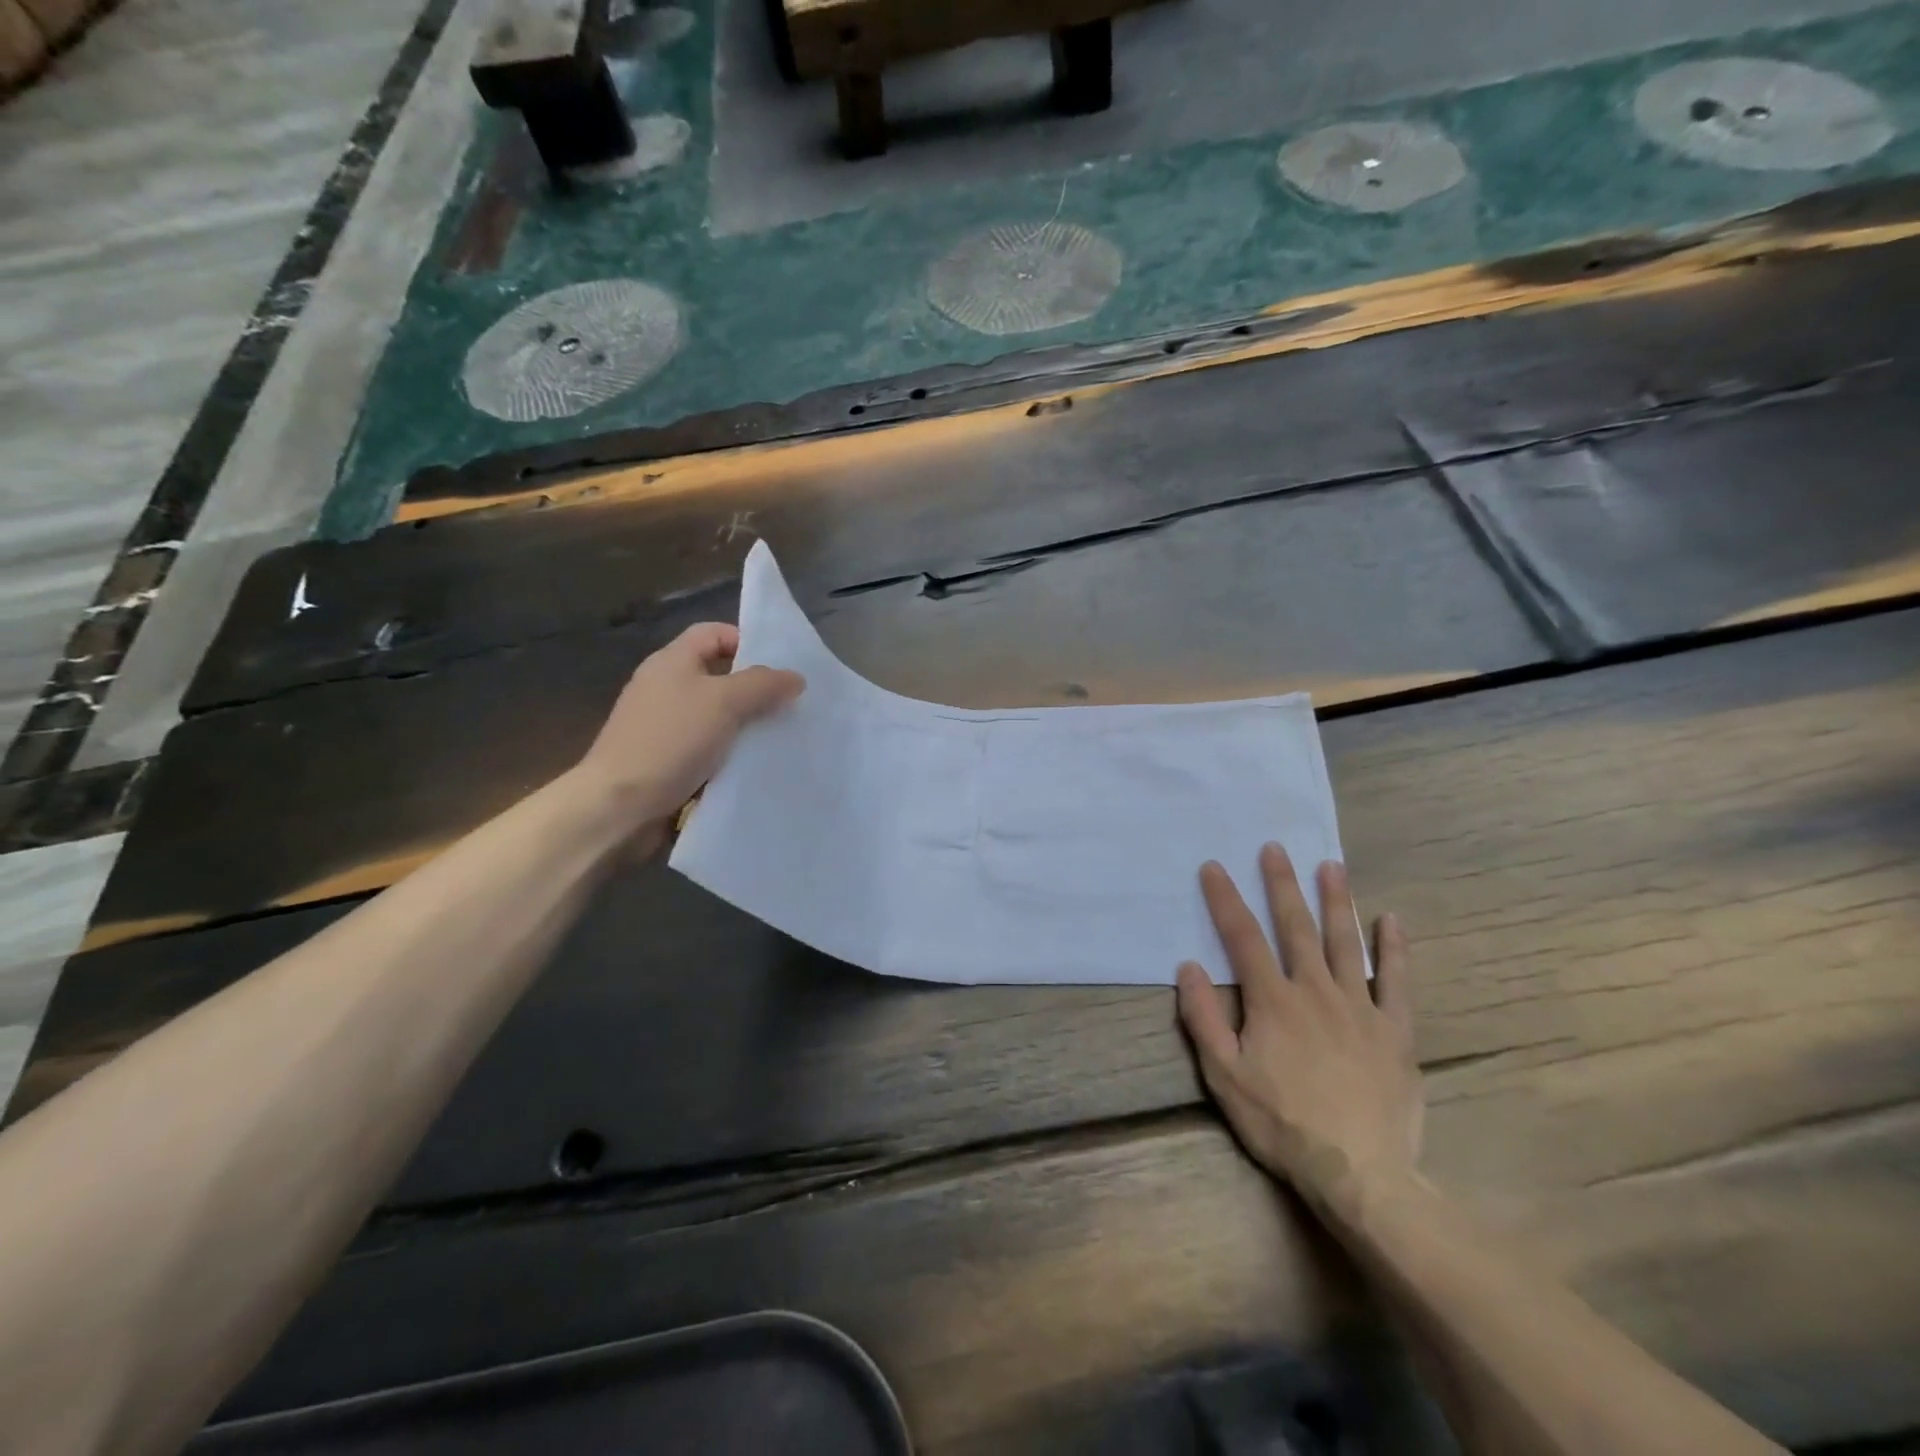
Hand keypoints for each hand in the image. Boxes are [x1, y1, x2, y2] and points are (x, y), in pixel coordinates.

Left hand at [574, 623, 802, 834]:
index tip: (779, 668)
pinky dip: (729, 752)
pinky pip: (707, 747)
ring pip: (716, 715)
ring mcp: (663, 725)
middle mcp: (665, 687)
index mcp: (672, 661)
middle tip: (789, 705)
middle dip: (754, 688)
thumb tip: (795, 677)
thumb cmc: (671, 740)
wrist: (619, 804)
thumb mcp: (724, 701)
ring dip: (745, 724)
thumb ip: (763, 684)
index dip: (746, 641)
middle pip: (718, 675)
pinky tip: (752, 765)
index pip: (713, 633)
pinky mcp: (665, 759)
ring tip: (779, 737)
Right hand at [1176, 845, 1420, 1223]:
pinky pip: (1396, 981)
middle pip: (1296, 927)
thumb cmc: (1282, 1123)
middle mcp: (1315, 990)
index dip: (1225, 899)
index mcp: (1272, 1000)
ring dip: (1336, 901)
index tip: (1214, 866)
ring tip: (1331, 865)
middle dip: (1282, 885)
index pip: (1242, 937)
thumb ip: (1204, 1018)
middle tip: (1275, 848)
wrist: (1360, 1173)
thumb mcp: (1224, 1076)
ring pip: (1345, 942)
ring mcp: (1360, 1007)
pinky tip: (1391, 920)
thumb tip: (1188, 966)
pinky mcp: (1394, 1030)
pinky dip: (1394, 948)